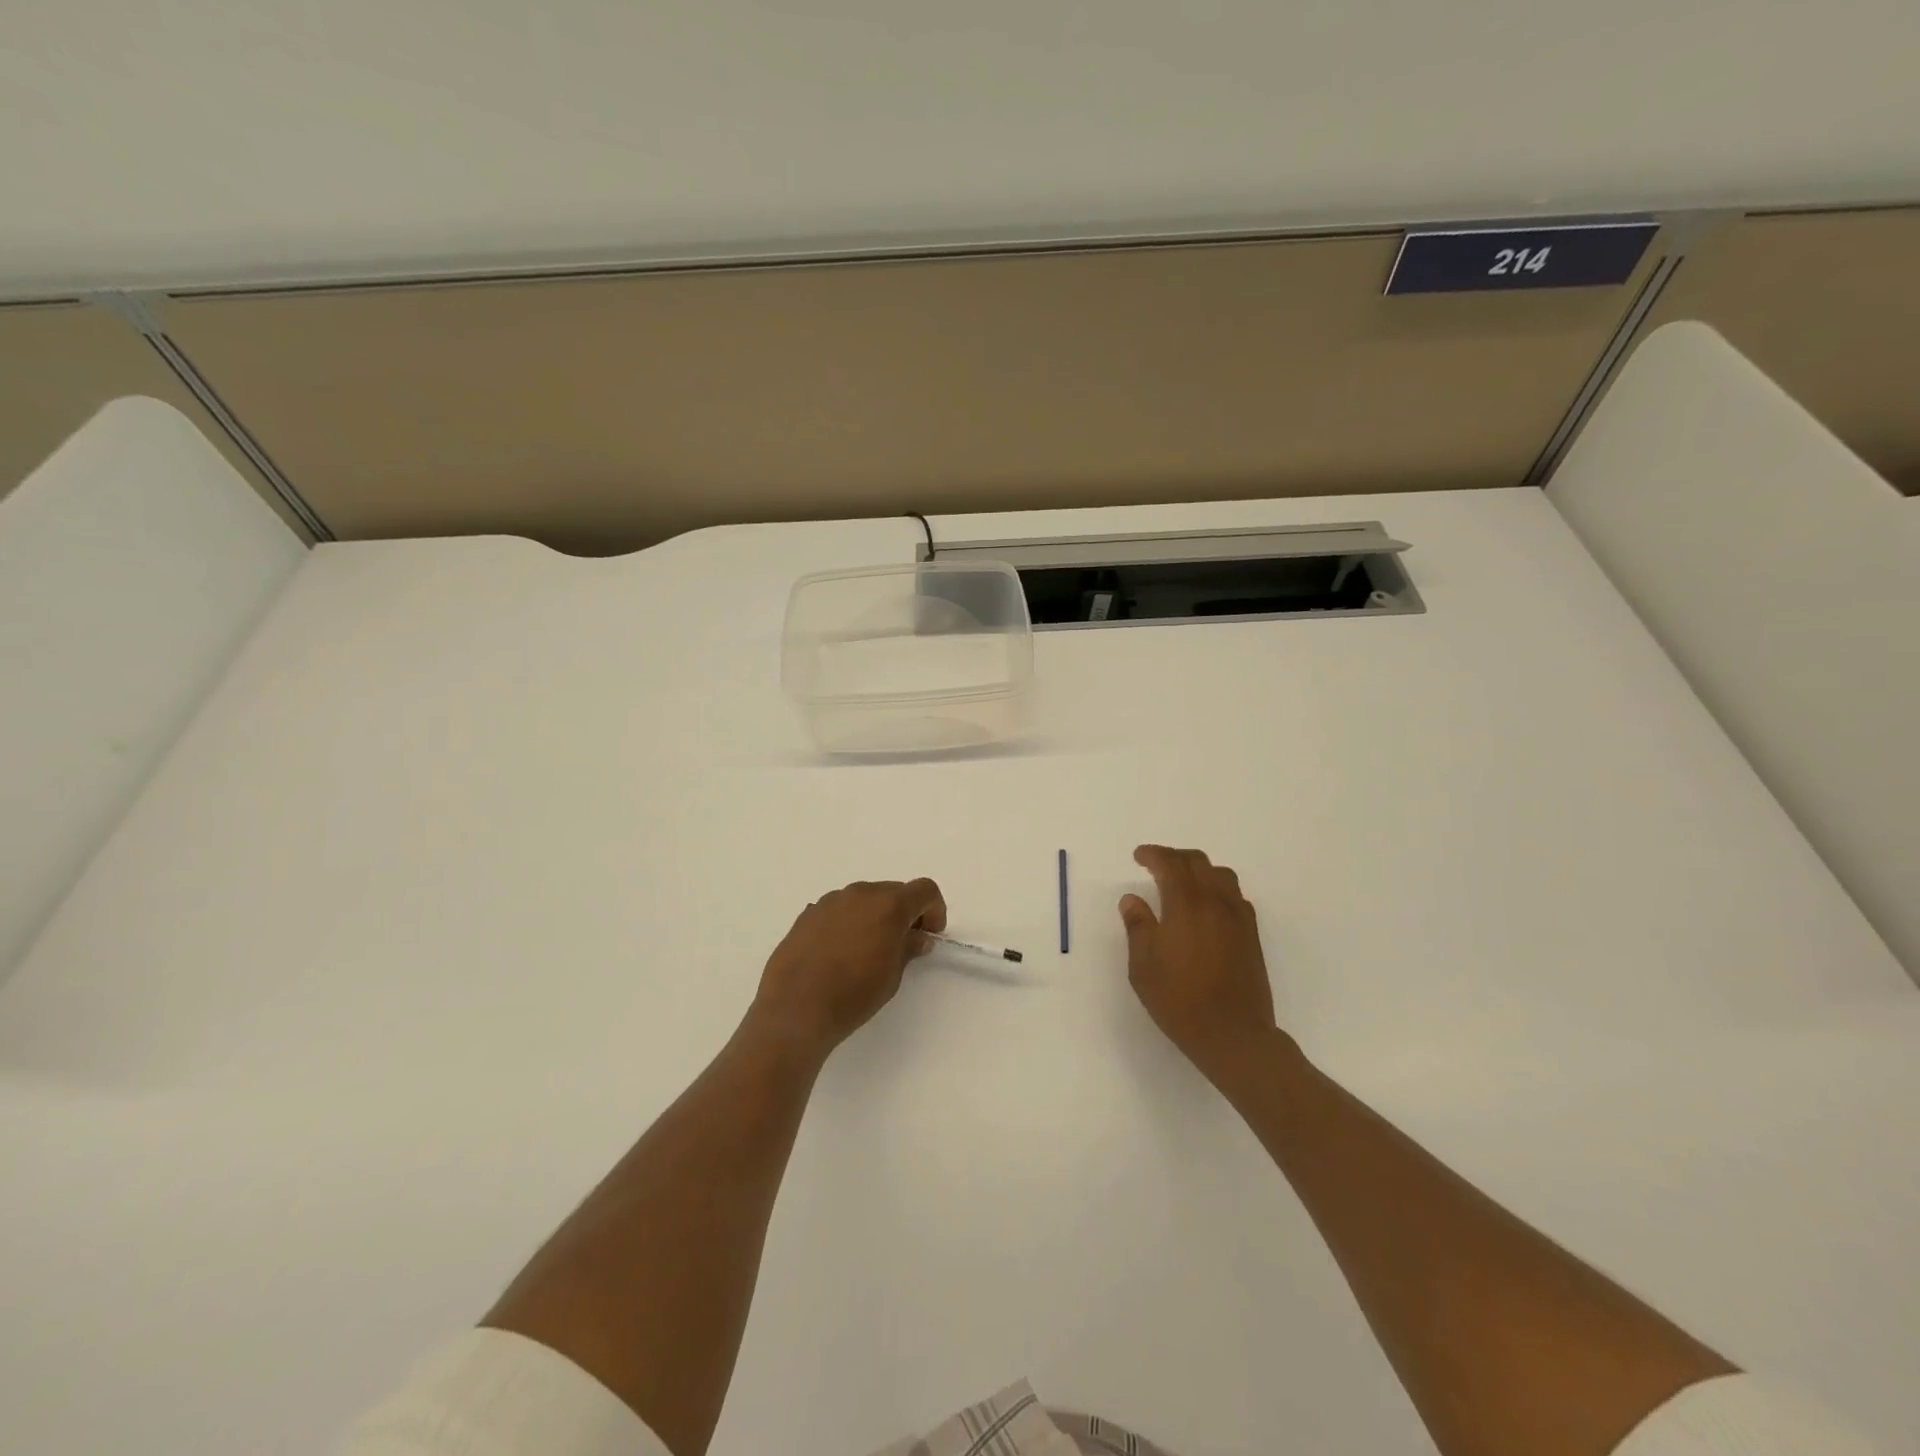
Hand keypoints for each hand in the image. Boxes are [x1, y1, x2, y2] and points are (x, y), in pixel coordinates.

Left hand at [749, 878, 946, 1060]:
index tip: (930, 934)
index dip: (934, 909)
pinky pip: (839, 910)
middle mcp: (860, 894)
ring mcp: (830, 901)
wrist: (795, 1009)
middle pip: (893, 891)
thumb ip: (908, 948)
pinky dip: (849, 922)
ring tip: (867, 950)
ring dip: (875, 915)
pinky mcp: (808, 914)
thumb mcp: (892, 976)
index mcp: (888, 905)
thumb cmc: (853, 994)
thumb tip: (918, 936)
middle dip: (905, 912)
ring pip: (864, 898)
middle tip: (903, 944)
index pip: (924, 890)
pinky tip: (840, 952)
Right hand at [1120, 845, 1277, 1088]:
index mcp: (1186, 905)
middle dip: (1174, 857)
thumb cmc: (1180, 1000)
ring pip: (1221, 875)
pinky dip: (1217, 890)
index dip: (1153, 854)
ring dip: (1199, 870)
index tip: (1138, 857)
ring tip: (1183, 883)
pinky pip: (1235, 896)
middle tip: (1156, 866)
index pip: (1170, 864)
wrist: (1234, 1035)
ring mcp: (1238, 918)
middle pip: (1198, 862)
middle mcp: (1215, 902)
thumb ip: (1138, 926)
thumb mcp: (1143, 966)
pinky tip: (1207, 909)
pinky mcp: (1252, 935)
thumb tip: (1132, 899)